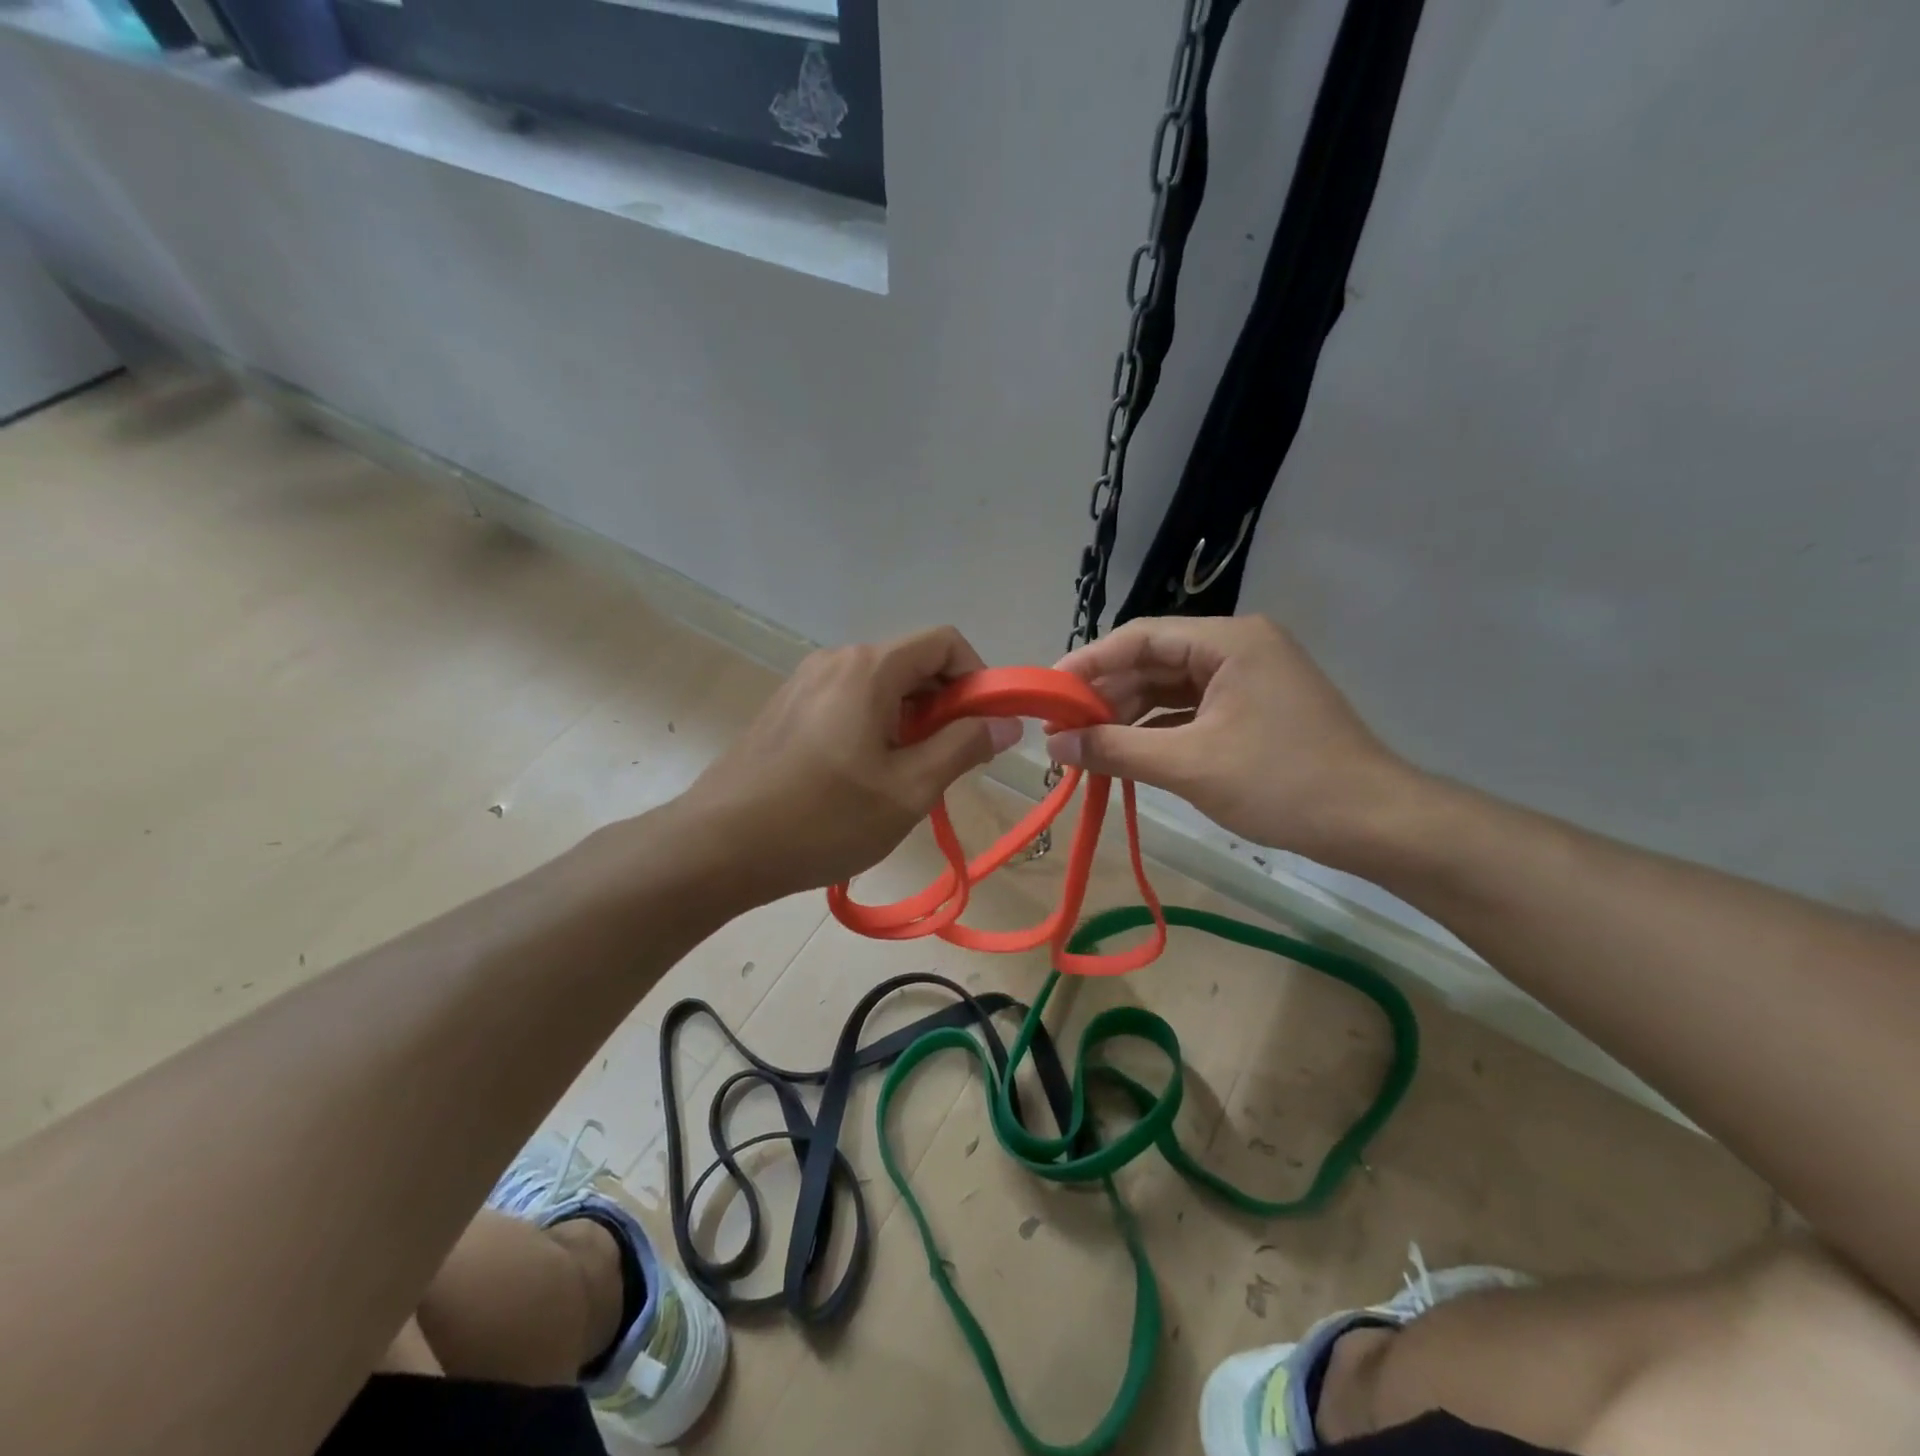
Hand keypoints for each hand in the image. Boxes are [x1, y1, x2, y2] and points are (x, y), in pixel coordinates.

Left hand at [677, 626, 1019, 904]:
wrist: (718, 847)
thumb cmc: (823, 819)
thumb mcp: (908, 790)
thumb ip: (963, 747)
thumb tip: (1005, 723)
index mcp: (869, 668)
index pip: (945, 641)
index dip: (977, 678)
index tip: (984, 728)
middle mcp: (836, 660)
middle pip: (912, 662)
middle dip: (945, 705)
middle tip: (949, 763)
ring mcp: (805, 683)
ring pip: (881, 687)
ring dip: (911, 721)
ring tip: (907, 778)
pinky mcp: (786, 709)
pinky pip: (849, 703)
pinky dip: (876, 728)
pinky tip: (865, 779)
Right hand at [1046, 615, 1415, 864]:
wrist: (1375, 824)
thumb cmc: (1282, 784)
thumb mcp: (1189, 765)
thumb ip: (1115, 749)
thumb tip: (1053, 745)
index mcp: (1229, 641)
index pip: (1140, 637)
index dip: (1088, 663)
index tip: (1047, 693)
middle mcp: (1239, 647)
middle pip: (1154, 661)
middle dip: (1106, 695)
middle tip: (1062, 729)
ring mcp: (1250, 678)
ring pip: (1171, 688)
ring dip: (1129, 715)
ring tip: (1088, 746)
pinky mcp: (1254, 708)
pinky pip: (1192, 710)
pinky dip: (1158, 730)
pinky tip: (1129, 752)